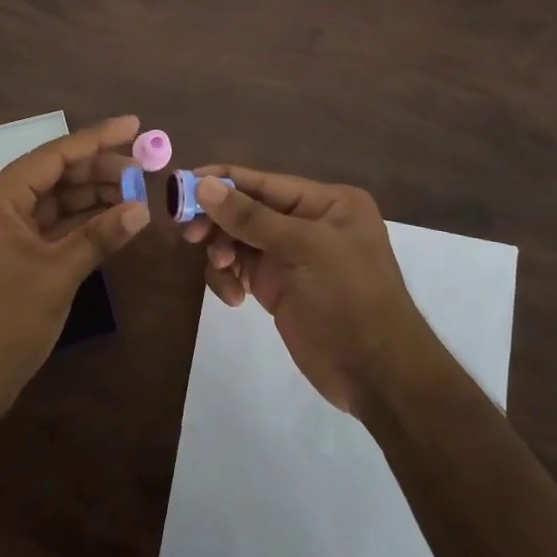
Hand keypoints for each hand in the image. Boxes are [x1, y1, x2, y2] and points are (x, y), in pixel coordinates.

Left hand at [0, 115, 150, 429]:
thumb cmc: (4, 320)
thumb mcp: (56, 274)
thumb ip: (100, 236)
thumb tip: (142, 209)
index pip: (52, 156)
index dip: (96, 139)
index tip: (134, 125)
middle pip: (54, 177)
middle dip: (99, 172)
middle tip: (145, 170)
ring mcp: (3, 235)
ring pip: (54, 203)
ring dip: (93, 199)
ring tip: (136, 195)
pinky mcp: (12, 258)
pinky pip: (51, 229)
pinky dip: (81, 225)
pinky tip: (114, 221)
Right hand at [181, 166, 438, 415]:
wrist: (377, 374)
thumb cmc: (349, 298)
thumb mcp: (303, 249)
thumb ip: (251, 217)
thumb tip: (204, 185)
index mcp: (326, 202)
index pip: (263, 182)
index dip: (221, 182)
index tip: (180, 186)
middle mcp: (307, 222)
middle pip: (246, 209)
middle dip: (218, 221)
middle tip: (189, 235)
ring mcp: (291, 256)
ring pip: (238, 240)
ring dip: (222, 253)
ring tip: (223, 270)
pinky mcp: (277, 286)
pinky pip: (240, 269)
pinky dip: (229, 279)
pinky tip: (234, 299)